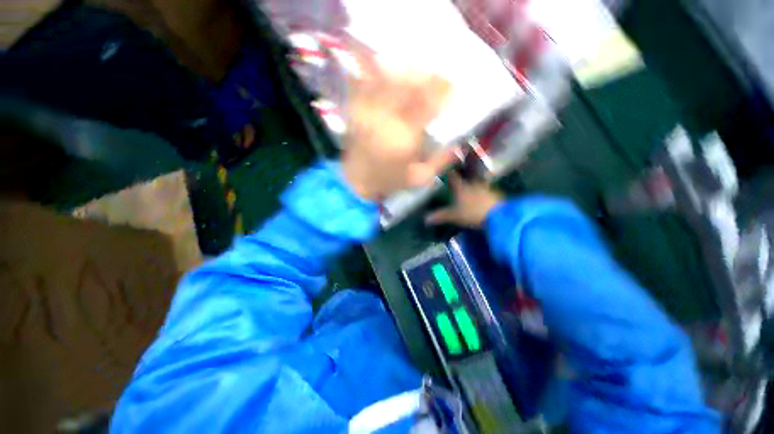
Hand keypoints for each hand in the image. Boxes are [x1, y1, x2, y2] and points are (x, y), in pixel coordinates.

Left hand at [341, 43, 456, 200]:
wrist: (356, 182)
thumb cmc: (389, 181)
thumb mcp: (419, 179)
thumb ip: (440, 163)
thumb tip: (458, 145)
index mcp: (404, 139)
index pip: (426, 106)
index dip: (442, 91)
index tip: (453, 86)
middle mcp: (385, 121)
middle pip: (407, 87)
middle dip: (426, 76)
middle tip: (439, 73)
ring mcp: (368, 113)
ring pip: (387, 80)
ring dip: (404, 70)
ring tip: (416, 68)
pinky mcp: (356, 111)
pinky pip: (364, 84)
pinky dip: (374, 71)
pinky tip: (385, 66)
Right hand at [426, 173, 504, 227]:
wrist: (498, 217)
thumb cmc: (472, 213)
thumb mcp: (453, 216)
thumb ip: (440, 216)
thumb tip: (425, 219)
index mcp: (461, 187)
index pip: (453, 177)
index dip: (449, 173)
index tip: (445, 169)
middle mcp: (473, 184)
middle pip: (467, 178)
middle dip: (462, 177)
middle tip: (458, 178)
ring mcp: (485, 188)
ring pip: (477, 183)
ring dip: (473, 184)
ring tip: (470, 186)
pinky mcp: (495, 194)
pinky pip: (486, 190)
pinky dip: (482, 192)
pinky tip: (481, 196)